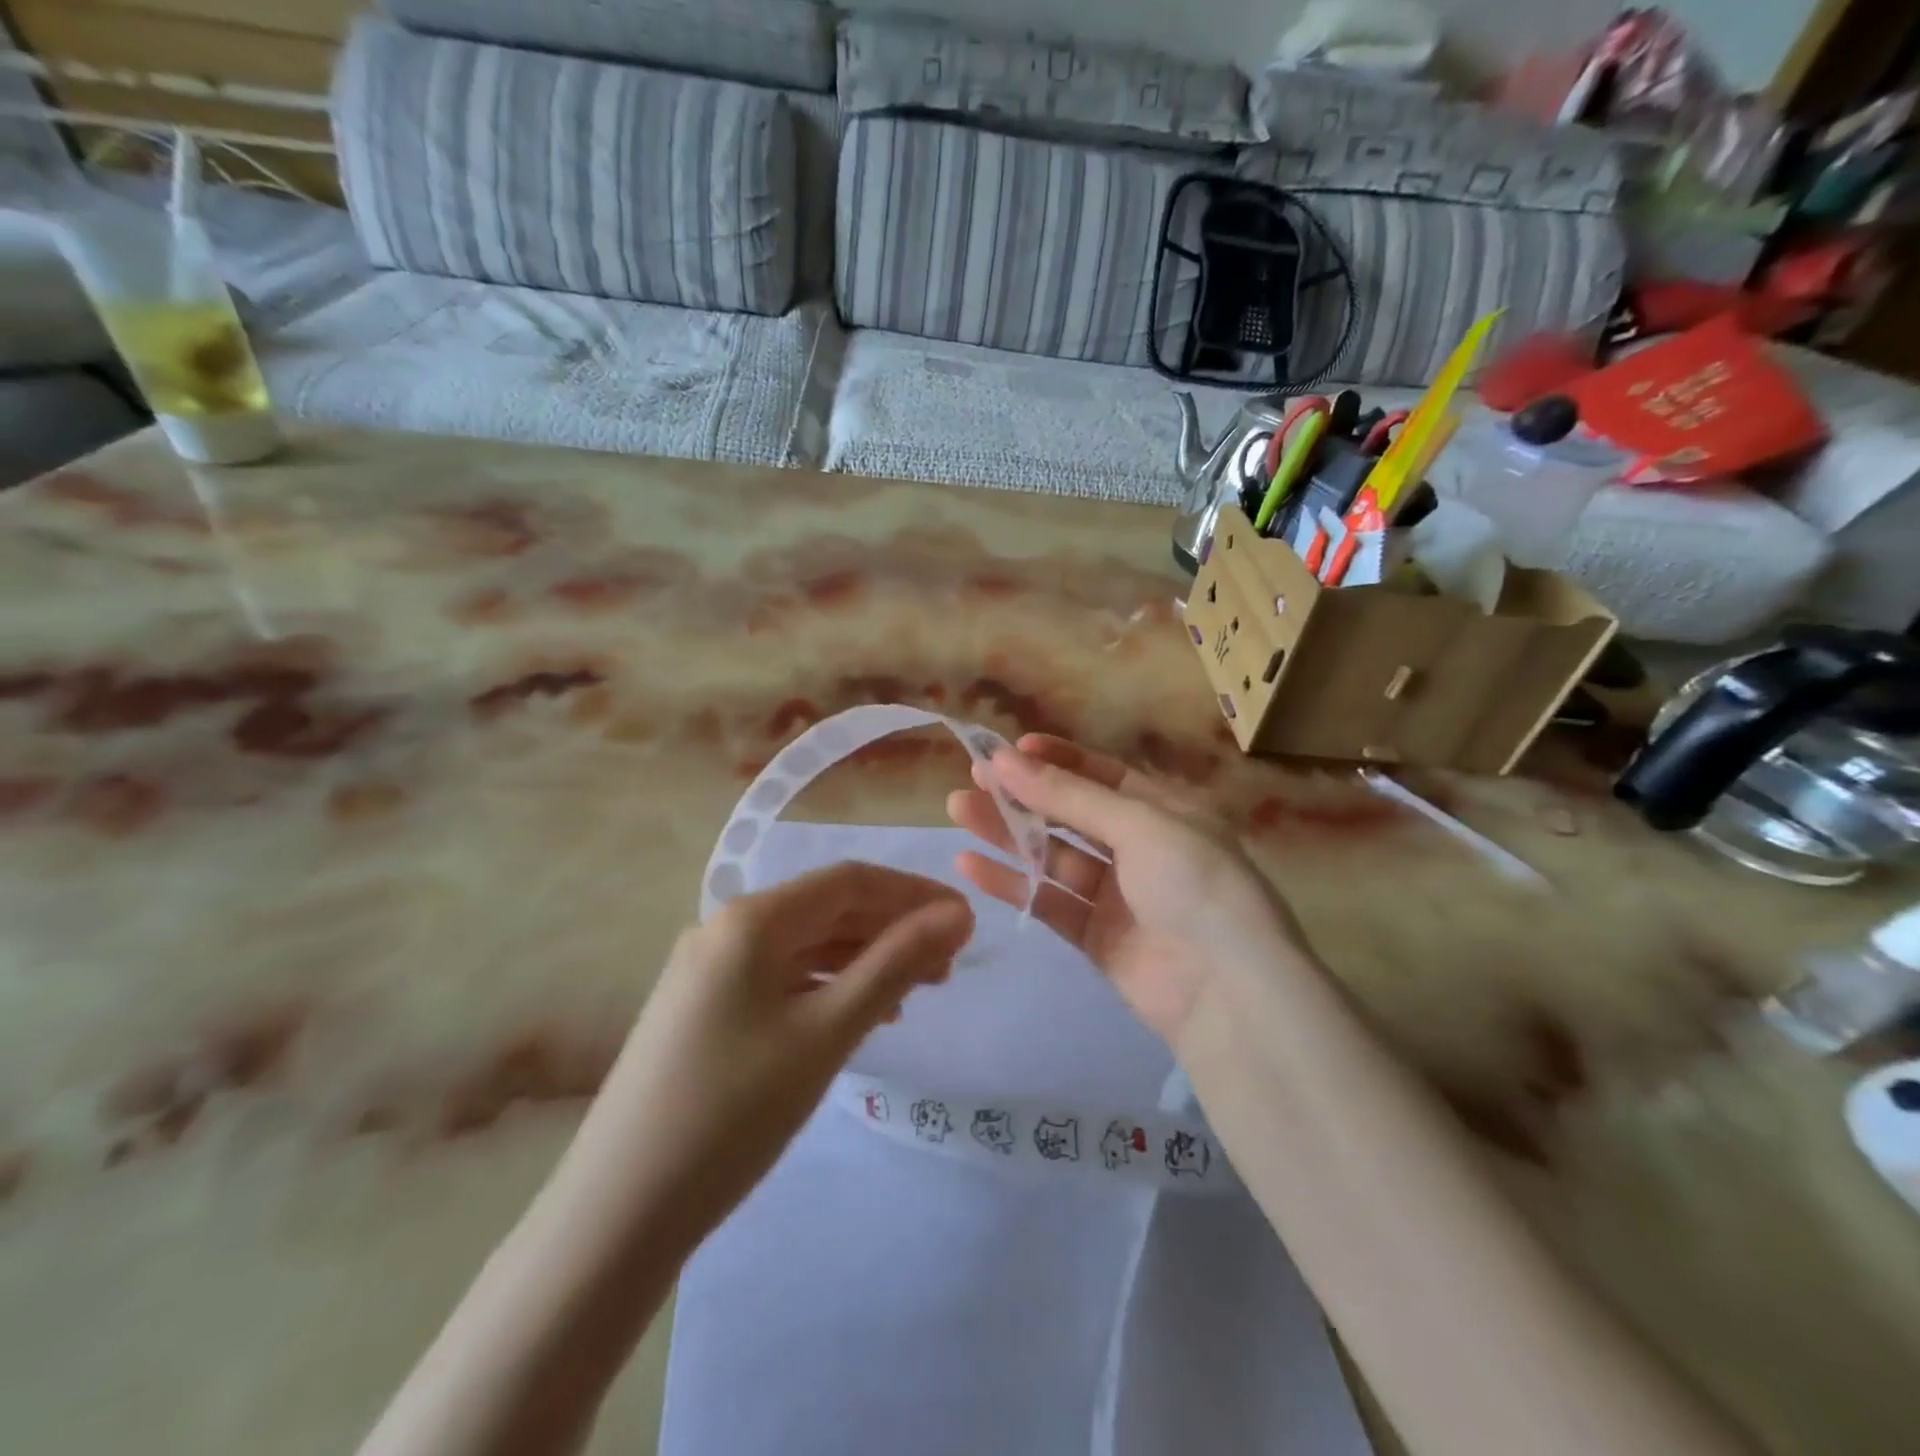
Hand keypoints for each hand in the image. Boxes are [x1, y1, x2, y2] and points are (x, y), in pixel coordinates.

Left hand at [554, 863, 973, 1250]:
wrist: (617, 1214)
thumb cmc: (733, 1113)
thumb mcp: (827, 1033)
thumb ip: (895, 964)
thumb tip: (957, 915)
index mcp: (751, 919)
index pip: (849, 882)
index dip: (912, 894)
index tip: (965, 921)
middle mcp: (727, 929)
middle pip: (828, 910)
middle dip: (892, 929)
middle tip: (950, 965)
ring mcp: (711, 970)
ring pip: (806, 946)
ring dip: (865, 959)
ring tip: (918, 991)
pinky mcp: (706, 1009)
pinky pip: (782, 979)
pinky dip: (829, 987)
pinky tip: (861, 1014)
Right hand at [946, 735, 1306, 1048]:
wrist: (1229, 993)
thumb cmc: (1194, 884)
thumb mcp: (1138, 826)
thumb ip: (1068, 797)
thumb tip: (1005, 758)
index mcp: (1165, 811)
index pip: (1103, 775)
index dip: (1057, 760)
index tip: (1008, 750)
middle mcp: (1141, 848)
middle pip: (1071, 814)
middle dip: (1023, 795)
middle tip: (972, 778)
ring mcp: (1118, 895)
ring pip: (1053, 856)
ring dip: (1008, 834)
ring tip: (958, 811)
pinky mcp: (1095, 937)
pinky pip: (1048, 901)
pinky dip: (1012, 883)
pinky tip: (970, 865)